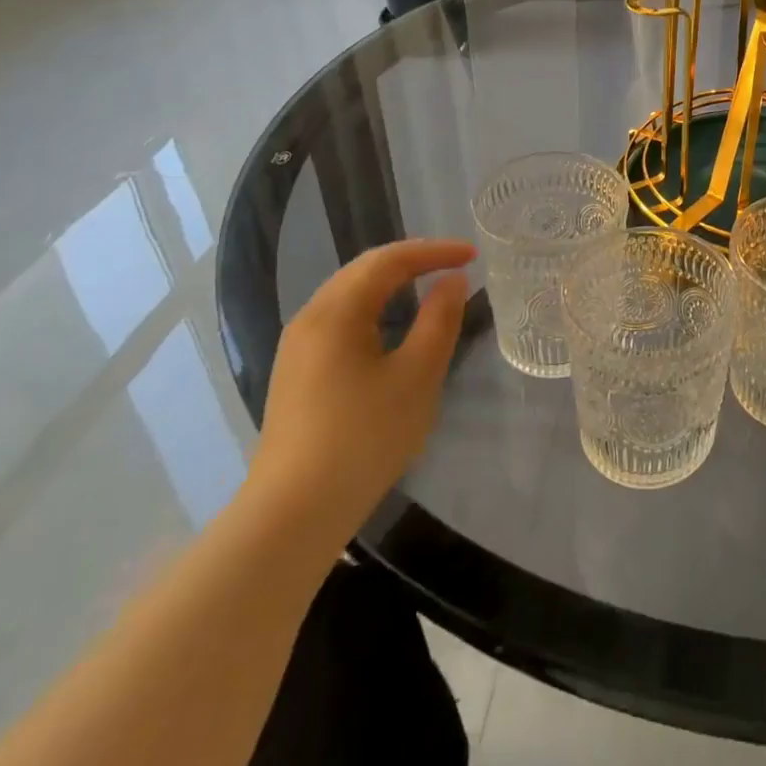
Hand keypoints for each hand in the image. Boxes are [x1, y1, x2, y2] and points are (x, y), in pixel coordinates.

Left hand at [244, 238, 474, 551]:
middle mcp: (310, 317)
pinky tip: (392, 327)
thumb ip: (439, 321)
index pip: (389, 260)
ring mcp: (297, 347)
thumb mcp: (417, 376)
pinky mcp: (297, 373)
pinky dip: (374, 307)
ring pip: (349, 294)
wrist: (293, 514)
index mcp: (337, 311)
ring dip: (391, 282)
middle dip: (412, 260)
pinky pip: (340, 318)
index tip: (472, 255)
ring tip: (429, 286)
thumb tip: (452, 281)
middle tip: (454, 264)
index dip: (434, 251)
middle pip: (364, 270)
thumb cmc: (364, 438)